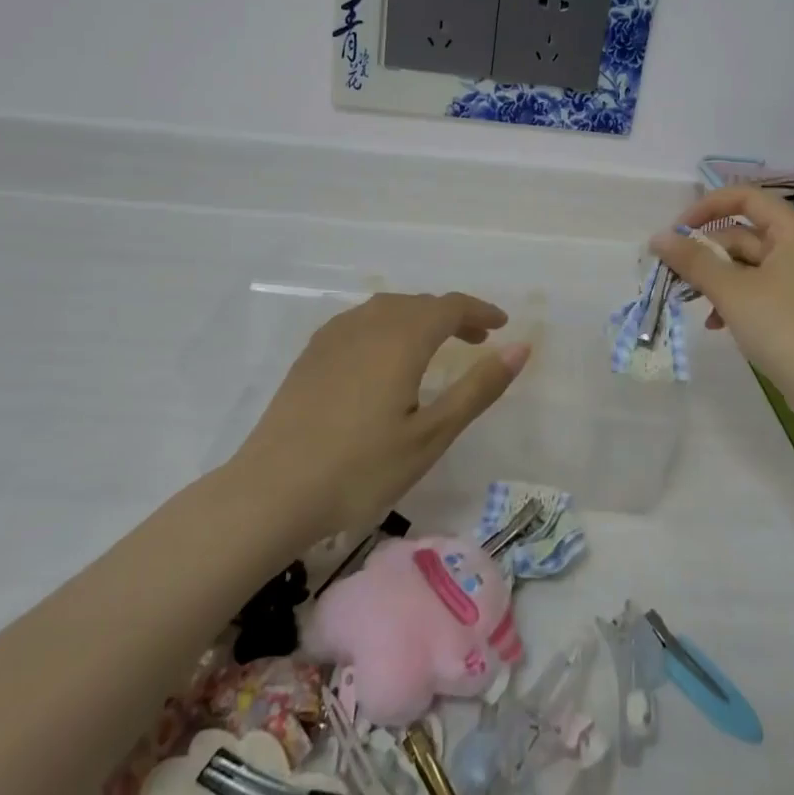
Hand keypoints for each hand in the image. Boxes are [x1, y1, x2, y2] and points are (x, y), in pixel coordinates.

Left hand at [234, 292, 530, 544]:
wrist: (272, 491)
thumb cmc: (361, 469)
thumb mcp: (431, 434)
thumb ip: (478, 388)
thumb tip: (521, 348)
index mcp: (401, 338)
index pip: (449, 306)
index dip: (479, 310)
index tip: (502, 324)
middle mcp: (368, 324)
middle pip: (419, 303)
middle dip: (452, 315)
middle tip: (477, 338)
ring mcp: (334, 337)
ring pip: (387, 309)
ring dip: (419, 317)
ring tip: (436, 345)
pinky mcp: (311, 354)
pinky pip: (360, 321)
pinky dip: (388, 325)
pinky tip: (385, 355)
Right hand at [649, 187, 793, 403]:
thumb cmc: (784, 328)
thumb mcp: (732, 291)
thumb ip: (693, 261)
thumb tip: (658, 238)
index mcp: (792, 230)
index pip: (744, 197)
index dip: (705, 208)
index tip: (676, 234)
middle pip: (742, 233)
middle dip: (705, 252)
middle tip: (672, 275)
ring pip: (746, 264)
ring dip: (715, 279)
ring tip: (689, 302)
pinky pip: (757, 289)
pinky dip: (733, 300)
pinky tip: (715, 324)